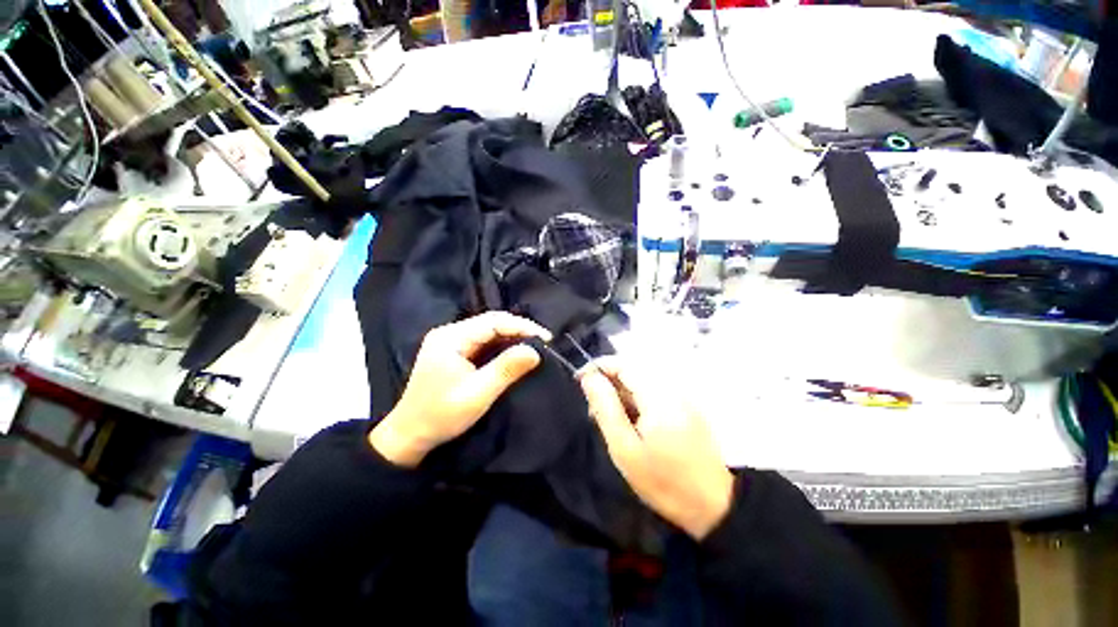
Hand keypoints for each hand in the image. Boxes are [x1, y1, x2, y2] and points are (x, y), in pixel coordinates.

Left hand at [369, 312, 551, 466]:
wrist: (409, 435)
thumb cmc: (442, 415)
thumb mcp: (478, 394)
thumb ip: (506, 370)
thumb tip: (535, 351)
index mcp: (451, 338)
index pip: (493, 322)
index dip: (522, 326)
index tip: (546, 338)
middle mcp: (449, 332)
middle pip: (491, 322)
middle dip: (519, 329)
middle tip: (543, 342)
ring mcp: (450, 340)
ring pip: (488, 330)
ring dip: (512, 336)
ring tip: (534, 345)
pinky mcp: (453, 350)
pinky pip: (482, 340)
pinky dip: (501, 344)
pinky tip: (514, 351)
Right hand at [579, 358, 734, 539]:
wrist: (713, 506)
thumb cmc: (663, 481)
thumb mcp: (625, 448)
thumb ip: (605, 408)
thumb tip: (589, 377)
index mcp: (658, 396)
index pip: (624, 364)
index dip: (599, 366)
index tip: (580, 380)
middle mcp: (672, 388)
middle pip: (633, 369)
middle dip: (609, 381)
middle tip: (593, 408)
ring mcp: (681, 396)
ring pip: (642, 380)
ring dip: (621, 391)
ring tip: (609, 418)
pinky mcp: (685, 406)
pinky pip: (653, 390)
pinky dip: (636, 399)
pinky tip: (630, 421)